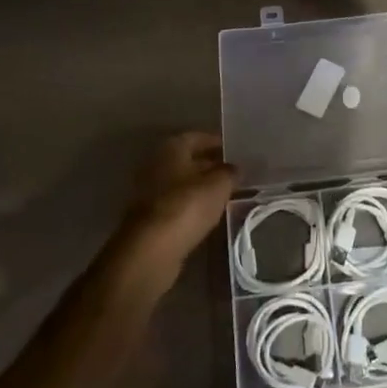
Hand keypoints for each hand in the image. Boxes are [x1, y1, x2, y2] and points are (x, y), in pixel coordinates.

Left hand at [122, 131, 234, 275]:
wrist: (151, 251)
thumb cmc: (186, 206)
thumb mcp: (219, 185)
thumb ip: (230, 173)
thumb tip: (235, 168)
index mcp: (171, 148)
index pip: (197, 137)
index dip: (217, 143)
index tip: (236, 151)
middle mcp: (157, 165)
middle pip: (188, 160)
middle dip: (211, 166)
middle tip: (235, 174)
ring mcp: (150, 193)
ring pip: (183, 184)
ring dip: (202, 188)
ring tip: (228, 194)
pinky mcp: (151, 219)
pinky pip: (178, 205)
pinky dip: (193, 206)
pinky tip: (210, 214)